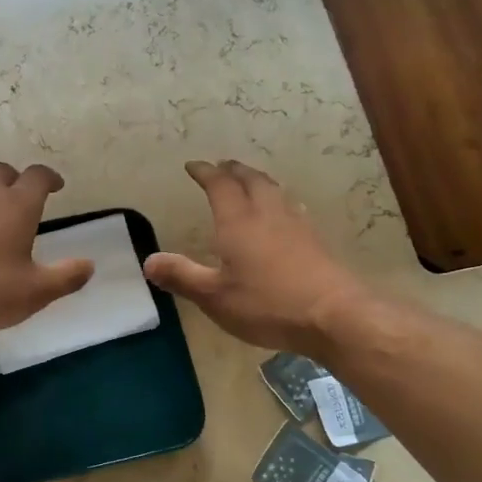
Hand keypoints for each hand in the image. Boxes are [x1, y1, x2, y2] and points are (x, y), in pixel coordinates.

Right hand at [145, 160, 372, 359]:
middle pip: (251, 180)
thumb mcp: (215, 297)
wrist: (333, 315)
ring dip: (258, 181)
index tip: (193, 166)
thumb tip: (149, 261)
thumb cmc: (267, 304)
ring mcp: (296, 225)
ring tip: (250, 183)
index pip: (220, 185)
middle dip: (233, 170)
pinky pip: (291, 208)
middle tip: (222, 166)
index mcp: (238, 222)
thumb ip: (182, 276)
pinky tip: (283, 214)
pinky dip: (278, 201)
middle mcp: (268, 214)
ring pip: (275, 191)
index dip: (205, 173)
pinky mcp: (315, 241)